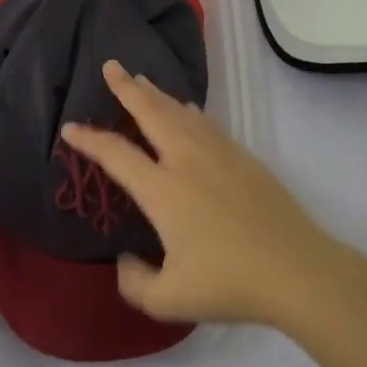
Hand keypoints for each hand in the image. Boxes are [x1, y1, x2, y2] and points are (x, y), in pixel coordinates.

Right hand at [59, 61, 358, 328]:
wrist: (296, 270)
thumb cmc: (229, 284)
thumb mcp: (168, 300)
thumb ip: (135, 282)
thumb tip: (125, 260)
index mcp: (163, 190)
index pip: (116, 154)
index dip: (89, 139)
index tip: (70, 127)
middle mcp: (187, 161)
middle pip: (152, 112)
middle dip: (127, 87)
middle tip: (111, 66)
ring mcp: (219, 155)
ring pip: (181, 112)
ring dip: (158, 94)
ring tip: (142, 81)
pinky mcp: (244, 159)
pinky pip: (207, 124)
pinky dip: (189, 111)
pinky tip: (188, 110)